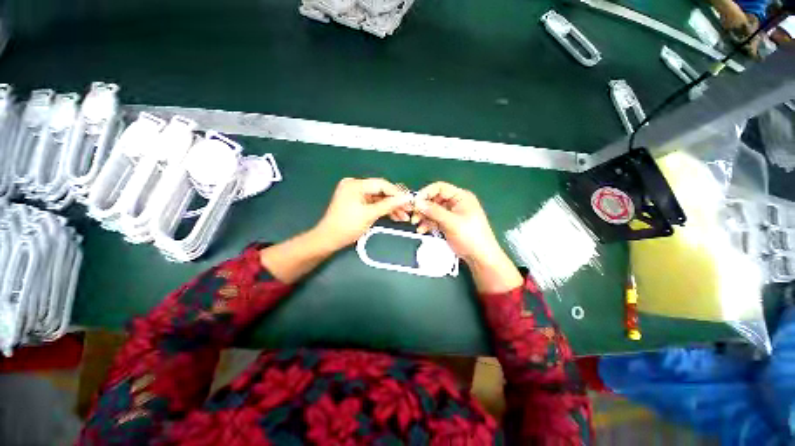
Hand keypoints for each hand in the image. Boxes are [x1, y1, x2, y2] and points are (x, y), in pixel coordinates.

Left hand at [315, 178, 411, 250]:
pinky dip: (383, 210)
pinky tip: (394, 216)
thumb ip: (389, 205)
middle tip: (408, 210)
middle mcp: (355, 185)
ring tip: (404, 216)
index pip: (381, 184)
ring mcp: (356, 194)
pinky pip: (373, 203)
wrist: (329, 239)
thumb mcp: (370, 215)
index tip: (409, 201)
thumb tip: (406, 198)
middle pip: (381, 191)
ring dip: (391, 207)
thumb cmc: (347, 226)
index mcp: (355, 185)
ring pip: (379, 198)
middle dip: (395, 202)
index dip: (397, 193)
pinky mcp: (357, 202)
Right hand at [412, 182, 501, 262]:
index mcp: (461, 197)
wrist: (479, 257)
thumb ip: (434, 211)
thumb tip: (418, 202)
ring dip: (424, 216)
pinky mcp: (448, 223)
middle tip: (414, 216)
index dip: (426, 193)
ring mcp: (452, 213)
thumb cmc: (471, 237)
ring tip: (417, 224)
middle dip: (423, 207)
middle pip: (434, 199)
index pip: (440, 188)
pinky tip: (422, 229)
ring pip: (433, 210)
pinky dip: (428, 223)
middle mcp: (456, 203)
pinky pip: (434, 219)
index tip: (415, 202)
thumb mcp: (451, 222)